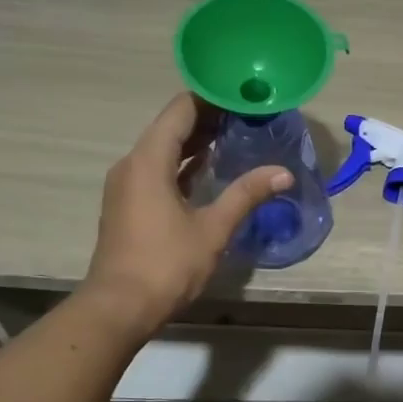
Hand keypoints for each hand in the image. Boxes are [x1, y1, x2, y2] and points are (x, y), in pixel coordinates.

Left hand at [80, 93, 292, 340]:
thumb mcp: (213, 228)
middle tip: (248, 114)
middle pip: (171, 126)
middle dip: (208, 118)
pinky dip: (183, 164)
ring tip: (236, 135)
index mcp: (148, 160)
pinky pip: (158, 169)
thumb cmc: (166, 264)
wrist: (119, 307)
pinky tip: (210, 168)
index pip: (181, 110)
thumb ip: (246, 195)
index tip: (244, 94)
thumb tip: (283, 173)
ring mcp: (127, 185)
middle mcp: (132, 164)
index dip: (212, 98)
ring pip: (164, 149)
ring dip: (196, 141)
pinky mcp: (129, 204)